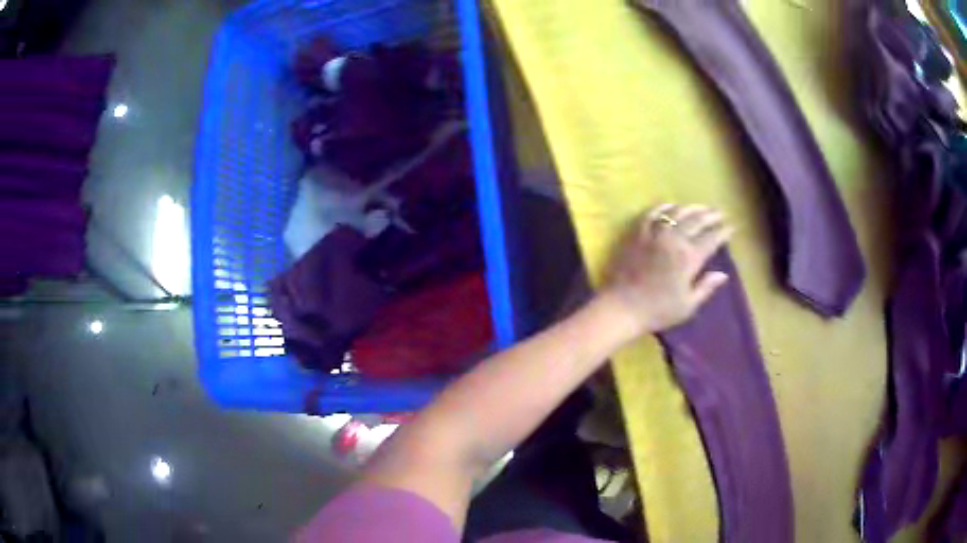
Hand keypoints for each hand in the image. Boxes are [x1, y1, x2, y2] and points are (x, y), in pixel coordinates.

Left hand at [599, 204, 732, 337]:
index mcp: (689, 258)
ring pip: (676, 213)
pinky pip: (651, 214)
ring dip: (691, 208)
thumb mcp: (688, 305)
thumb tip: (723, 274)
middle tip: (719, 213)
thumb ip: (706, 287)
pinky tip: (669, 206)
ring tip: (699, 207)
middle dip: (710, 215)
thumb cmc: (658, 311)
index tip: (731, 227)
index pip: (711, 238)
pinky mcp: (637, 233)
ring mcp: (654, 234)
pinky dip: (663, 208)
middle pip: (696, 221)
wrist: (622, 307)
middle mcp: (674, 240)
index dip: (723, 231)